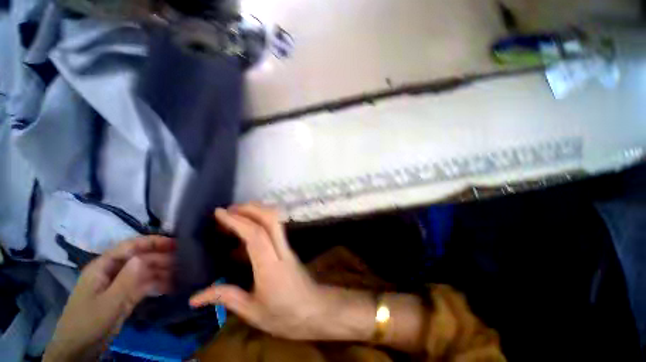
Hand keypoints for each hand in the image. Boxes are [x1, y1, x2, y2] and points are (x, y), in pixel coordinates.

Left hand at [44, 236, 175, 361]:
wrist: (80, 348)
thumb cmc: (88, 322)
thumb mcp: (108, 303)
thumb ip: (126, 279)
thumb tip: (145, 257)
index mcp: (104, 266)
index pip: (131, 246)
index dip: (153, 242)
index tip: (175, 243)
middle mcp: (114, 271)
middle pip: (141, 258)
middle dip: (163, 258)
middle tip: (185, 261)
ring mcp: (120, 283)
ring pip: (146, 271)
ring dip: (163, 271)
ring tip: (183, 273)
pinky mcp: (126, 295)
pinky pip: (145, 285)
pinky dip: (159, 284)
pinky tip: (172, 286)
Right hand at [190, 205, 371, 340]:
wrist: (315, 310)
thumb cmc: (285, 315)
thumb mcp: (253, 313)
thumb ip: (227, 298)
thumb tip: (195, 297)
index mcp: (270, 267)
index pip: (255, 235)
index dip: (237, 221)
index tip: (219, 213)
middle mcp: (281, 250)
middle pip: (271, 219)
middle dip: (250, 208)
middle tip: (228, 210)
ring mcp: (287, 247)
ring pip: (276, 220)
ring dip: (257, 211)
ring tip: (236, 214)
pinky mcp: (288, 248)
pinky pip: (275, 228)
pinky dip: (261, 220)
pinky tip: (248, 227)